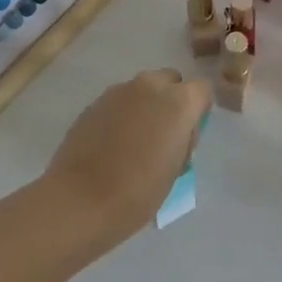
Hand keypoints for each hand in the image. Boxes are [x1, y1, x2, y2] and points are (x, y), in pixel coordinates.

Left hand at [44, 68, 210, 243]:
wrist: (79, 200)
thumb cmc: (137, 192)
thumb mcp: (176, 170)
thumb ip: (182, 139)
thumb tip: (176, 132)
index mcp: (178, 102)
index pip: (202, 90)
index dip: (198, 111)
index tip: (189, 135)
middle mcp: (150, 86)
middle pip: (171, 81)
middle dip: (171, 101)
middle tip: (163, 135)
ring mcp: (119, 91)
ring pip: (143, 89)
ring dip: (145, 106)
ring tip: (134, 142)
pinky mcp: (95, 102)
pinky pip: (119, 101)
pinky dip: (122, 114)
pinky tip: (112, 144)